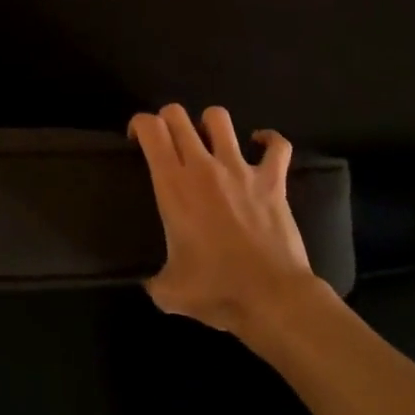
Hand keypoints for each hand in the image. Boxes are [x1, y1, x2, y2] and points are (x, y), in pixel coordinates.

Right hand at [129, 103, 326, 339]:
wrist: (271, 299)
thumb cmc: (216, 291)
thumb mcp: (169, 292)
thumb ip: (154, 280)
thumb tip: (152, 284)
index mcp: (173, 185)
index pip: (151, 129)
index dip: (140, 124)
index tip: (137, 140)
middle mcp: (203, 166)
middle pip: (178, 115)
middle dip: (167, 120)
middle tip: (168, 142)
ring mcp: (240, 169)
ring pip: (219, 118)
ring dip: (209, 124)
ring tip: (208, 141)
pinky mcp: (273, 179)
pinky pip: (277, 145)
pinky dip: (269, 140)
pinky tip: (260, 145)